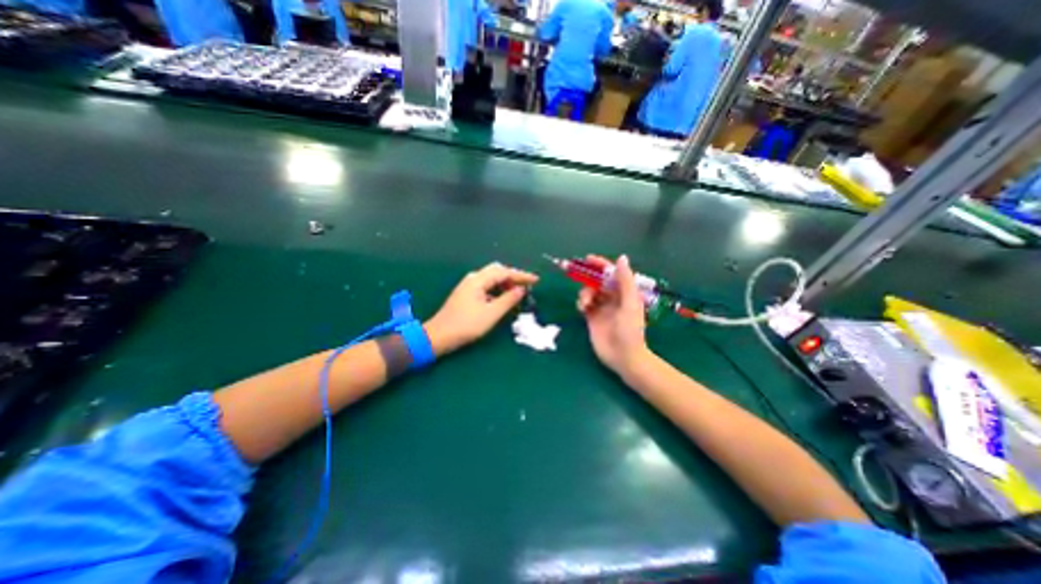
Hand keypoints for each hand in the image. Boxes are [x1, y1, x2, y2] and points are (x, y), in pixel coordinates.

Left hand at [424, 262, 535, 355]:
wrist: (439, 336)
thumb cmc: (466, 325)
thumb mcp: (491, 314)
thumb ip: (508, 300)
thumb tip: (521, 289)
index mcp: (478, 280)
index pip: (504, 272)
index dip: (521, 275)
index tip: (536, 280)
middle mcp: (473, 278)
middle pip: (497, 271)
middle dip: (513, 277)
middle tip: (527, 286)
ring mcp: (469, 286)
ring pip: (492, 279)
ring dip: (506, 283)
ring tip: (518, 293)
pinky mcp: (467, 294)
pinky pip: (487, 286)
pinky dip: (498, 290)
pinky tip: (503, 299)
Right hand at [577, 253, 648, 372]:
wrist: (623, 357)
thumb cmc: (630, 330)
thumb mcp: (630, 303)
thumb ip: (625, 281)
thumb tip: (621, 258)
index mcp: (625, 292)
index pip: (612, 274)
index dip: (601, 265)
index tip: (588, 259)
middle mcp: (613, 298)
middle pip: (598, 281)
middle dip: (588, 278)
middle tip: (578, 275)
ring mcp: (602, 308)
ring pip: (589, 292)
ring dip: (585, 292)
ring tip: (585, 303)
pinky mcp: (592, 318)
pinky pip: (584, 304)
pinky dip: (581, 302)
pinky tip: (582, 308)